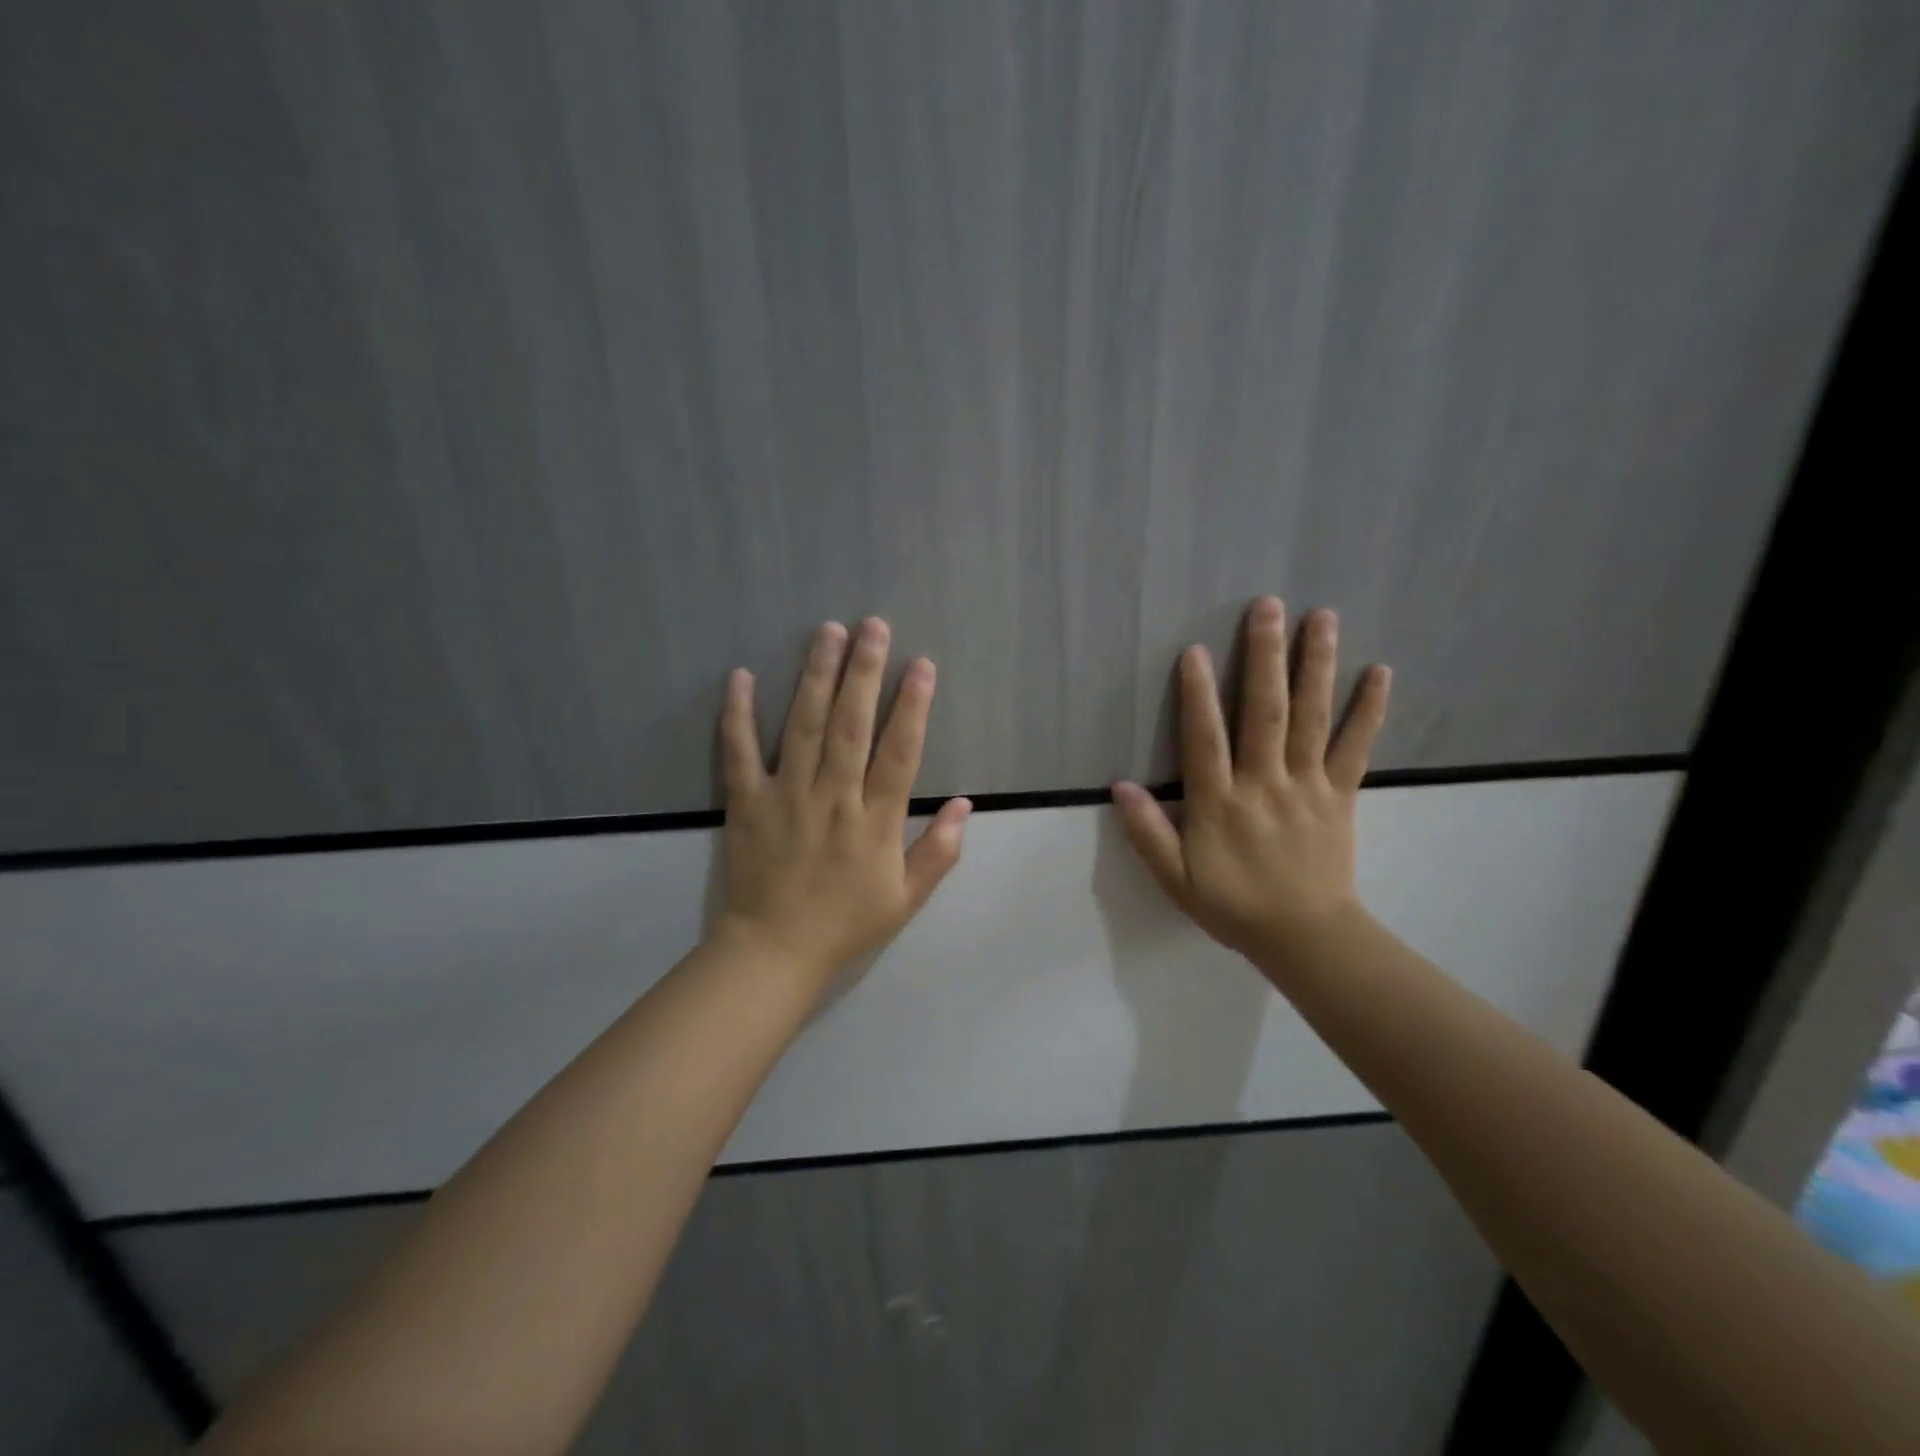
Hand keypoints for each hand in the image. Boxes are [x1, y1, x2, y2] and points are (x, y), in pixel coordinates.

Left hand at [714, 618, 971, 983]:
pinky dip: (738, 714)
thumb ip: (939, 851)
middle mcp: (833, 798)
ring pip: (802, 726)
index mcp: (874, 821)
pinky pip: (739, 753)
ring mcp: (786, 796)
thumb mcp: (906, 899)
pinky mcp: (747, 802)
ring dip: (816, 676)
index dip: (913, 706)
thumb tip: (965, 804)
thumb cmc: (845, 924)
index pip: (899, 753)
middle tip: (873, 626)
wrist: (773, 952)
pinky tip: (741, 676)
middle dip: (864, 672)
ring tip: (827, 632)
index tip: (921, 665)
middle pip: (850, 725)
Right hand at [1113, 598, 1390, 966]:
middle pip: (1264, 712)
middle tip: (1268, 607)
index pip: (1205, 740)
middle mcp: (1264, 785)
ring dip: (1315, 665)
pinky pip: (1356, 746)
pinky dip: (1369, 708)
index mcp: (1220, 805)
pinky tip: (1380, 671)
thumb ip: (1148, 834)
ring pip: (1311, 718)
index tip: (1194, 650)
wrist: (1308, 938)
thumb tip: (1121, 786)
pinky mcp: (1341, 794)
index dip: (1197, 694)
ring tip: (1322, 617)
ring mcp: (1308, 786)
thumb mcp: (1177, 880)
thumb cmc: (1234, 906)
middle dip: (1264, 657)